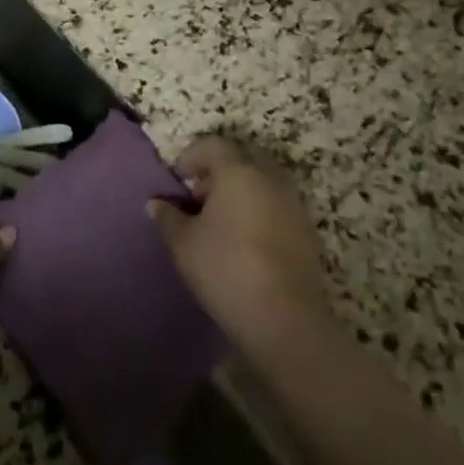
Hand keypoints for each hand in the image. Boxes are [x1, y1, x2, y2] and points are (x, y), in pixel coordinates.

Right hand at [148, 136, 330, 351]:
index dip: (192, 157)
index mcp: (238, 171)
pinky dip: (259, 213)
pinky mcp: (307, 233)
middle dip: (218, 173)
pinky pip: (277, 208)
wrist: (284, 319)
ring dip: (240, 193)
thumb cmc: (225, 268)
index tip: (178, 179)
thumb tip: (156, 203)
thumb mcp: (183, 243)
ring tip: (220, 223)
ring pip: (262, 184)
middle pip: (241, 160)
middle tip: (198, 198)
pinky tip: (244, 242)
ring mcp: (293, 205)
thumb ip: (168, 217)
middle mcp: (270, 179)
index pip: (213, 146)